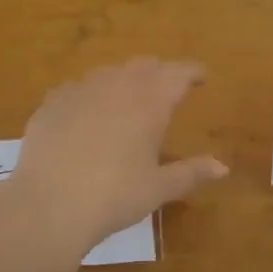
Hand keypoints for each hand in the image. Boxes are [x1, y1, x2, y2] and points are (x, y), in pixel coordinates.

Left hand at [9, 59, 227, 252]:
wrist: (50, 204)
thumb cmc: (115, 196)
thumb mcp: (159, 188)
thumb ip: (192, 172)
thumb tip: (222, 167)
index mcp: (149, 101)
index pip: (178, 74)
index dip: (193, 72)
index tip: (202, 76)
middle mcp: (116, 86)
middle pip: (143, 66)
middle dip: (159, 73)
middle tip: (167, 87)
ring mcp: (79, 91)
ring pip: (107, 74)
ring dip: (123, 81)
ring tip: (126, 99)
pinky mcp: (50, 104)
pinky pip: (76, 90)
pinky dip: (89, 97)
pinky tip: (86, 115)